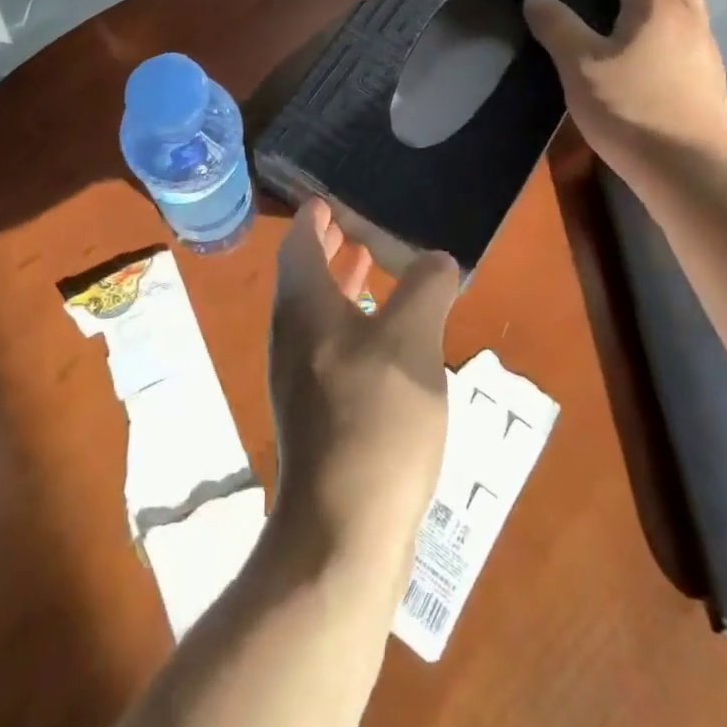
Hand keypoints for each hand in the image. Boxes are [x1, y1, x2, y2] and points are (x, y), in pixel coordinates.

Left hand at [268, 200, 459, 582]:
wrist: (344, 529)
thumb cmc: (376, 417)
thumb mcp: (412, 339)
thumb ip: (425, 287)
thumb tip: (435, 259)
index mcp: (304, 306)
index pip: (300, 242)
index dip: (314, 216)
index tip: (328, 197)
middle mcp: (291, 335)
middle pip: (304, 275)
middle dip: (328, 247)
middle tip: (354, 225)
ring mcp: (299, 377)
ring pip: (316, 312)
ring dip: (340, 285)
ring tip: (371, 267)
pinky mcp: (315, 413)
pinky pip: (328, 345)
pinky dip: (349, 322)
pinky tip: (384, 338)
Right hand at [523, 0, 726, 175]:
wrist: (687, 170)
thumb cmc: (628, 110)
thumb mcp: (579, 67)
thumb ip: (557, 27)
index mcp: (656, 7)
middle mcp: (688, 18)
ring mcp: (706, 48)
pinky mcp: (710, 76)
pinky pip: (693, 28)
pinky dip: (674, 16)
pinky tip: (655, 44)